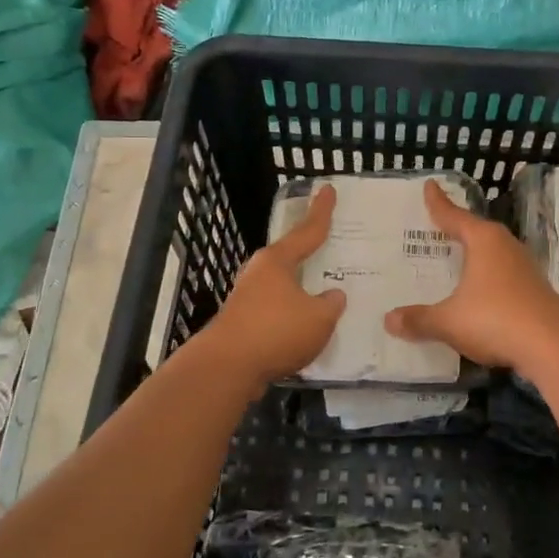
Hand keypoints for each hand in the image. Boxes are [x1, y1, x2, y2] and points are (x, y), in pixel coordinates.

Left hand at [201, 184, 345, 387]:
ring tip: (320, 297)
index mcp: (277, 261)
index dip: (321, 212)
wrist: (225, 368)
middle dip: (306, 255)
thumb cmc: (276, 331)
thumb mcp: (319, 318)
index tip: (328, 189)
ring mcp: (246, 299)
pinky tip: (302, 331)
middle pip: (288, 258)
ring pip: (280, 288)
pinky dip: (290, 318)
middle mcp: (258, 274)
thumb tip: (332, 296)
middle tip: (326, 247)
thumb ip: (331, 304)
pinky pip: (274, 313)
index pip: (307, 231)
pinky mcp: (241, 324)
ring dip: (298, 292)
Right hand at [383, 178, 558, 376]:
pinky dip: (489, 279)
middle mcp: (506, 247)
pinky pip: (504, 277)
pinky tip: (482, 292)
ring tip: (460, 258)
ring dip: (477, 256)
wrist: (555, 347)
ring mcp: (525, 269)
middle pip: (478, 231)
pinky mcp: (536, 292)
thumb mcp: (449, 321)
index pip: (455, 216)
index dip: (439, 203)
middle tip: (440, 225)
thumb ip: (420, 319)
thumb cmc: (495, 319)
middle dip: (460, 228)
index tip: (430, 185)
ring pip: (494, 254)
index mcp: (484, 241)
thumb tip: (389, 320)